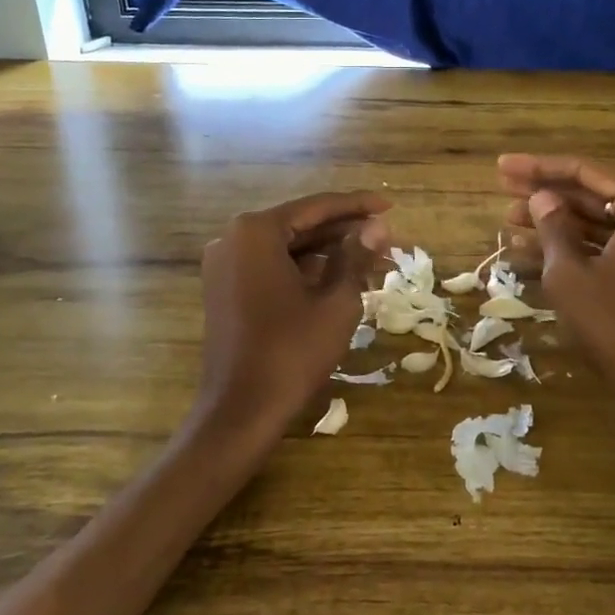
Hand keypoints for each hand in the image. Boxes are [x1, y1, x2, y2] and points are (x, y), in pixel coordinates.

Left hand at [196, 191, 392, 432]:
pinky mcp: (224, 290)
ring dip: (326, 252)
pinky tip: (338, 277)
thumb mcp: (335, 301)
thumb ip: (356, 256)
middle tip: (386, 236)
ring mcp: (224, 266)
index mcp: (256, 231)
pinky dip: (303, 270)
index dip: (357, 206)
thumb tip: (378, 226)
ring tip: (371, 258)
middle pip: (299, 225)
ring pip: (285, 248)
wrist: (241, 409)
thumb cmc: (292, 351)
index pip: (315, 208)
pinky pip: (270, 267)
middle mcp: (233, 239)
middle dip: (343, 231)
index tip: (390, 206)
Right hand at [497, 155, 614, 410]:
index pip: (586, 172)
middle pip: (596, 192)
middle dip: (547, 192)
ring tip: (511, 220)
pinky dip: (582, 243)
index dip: (539, 168)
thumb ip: (552, 226)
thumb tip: (541, 198)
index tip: (501, 167)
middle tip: (502, 188)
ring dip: (560, 220)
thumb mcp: (569, 273)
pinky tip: (539, 246)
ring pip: (604, 219)